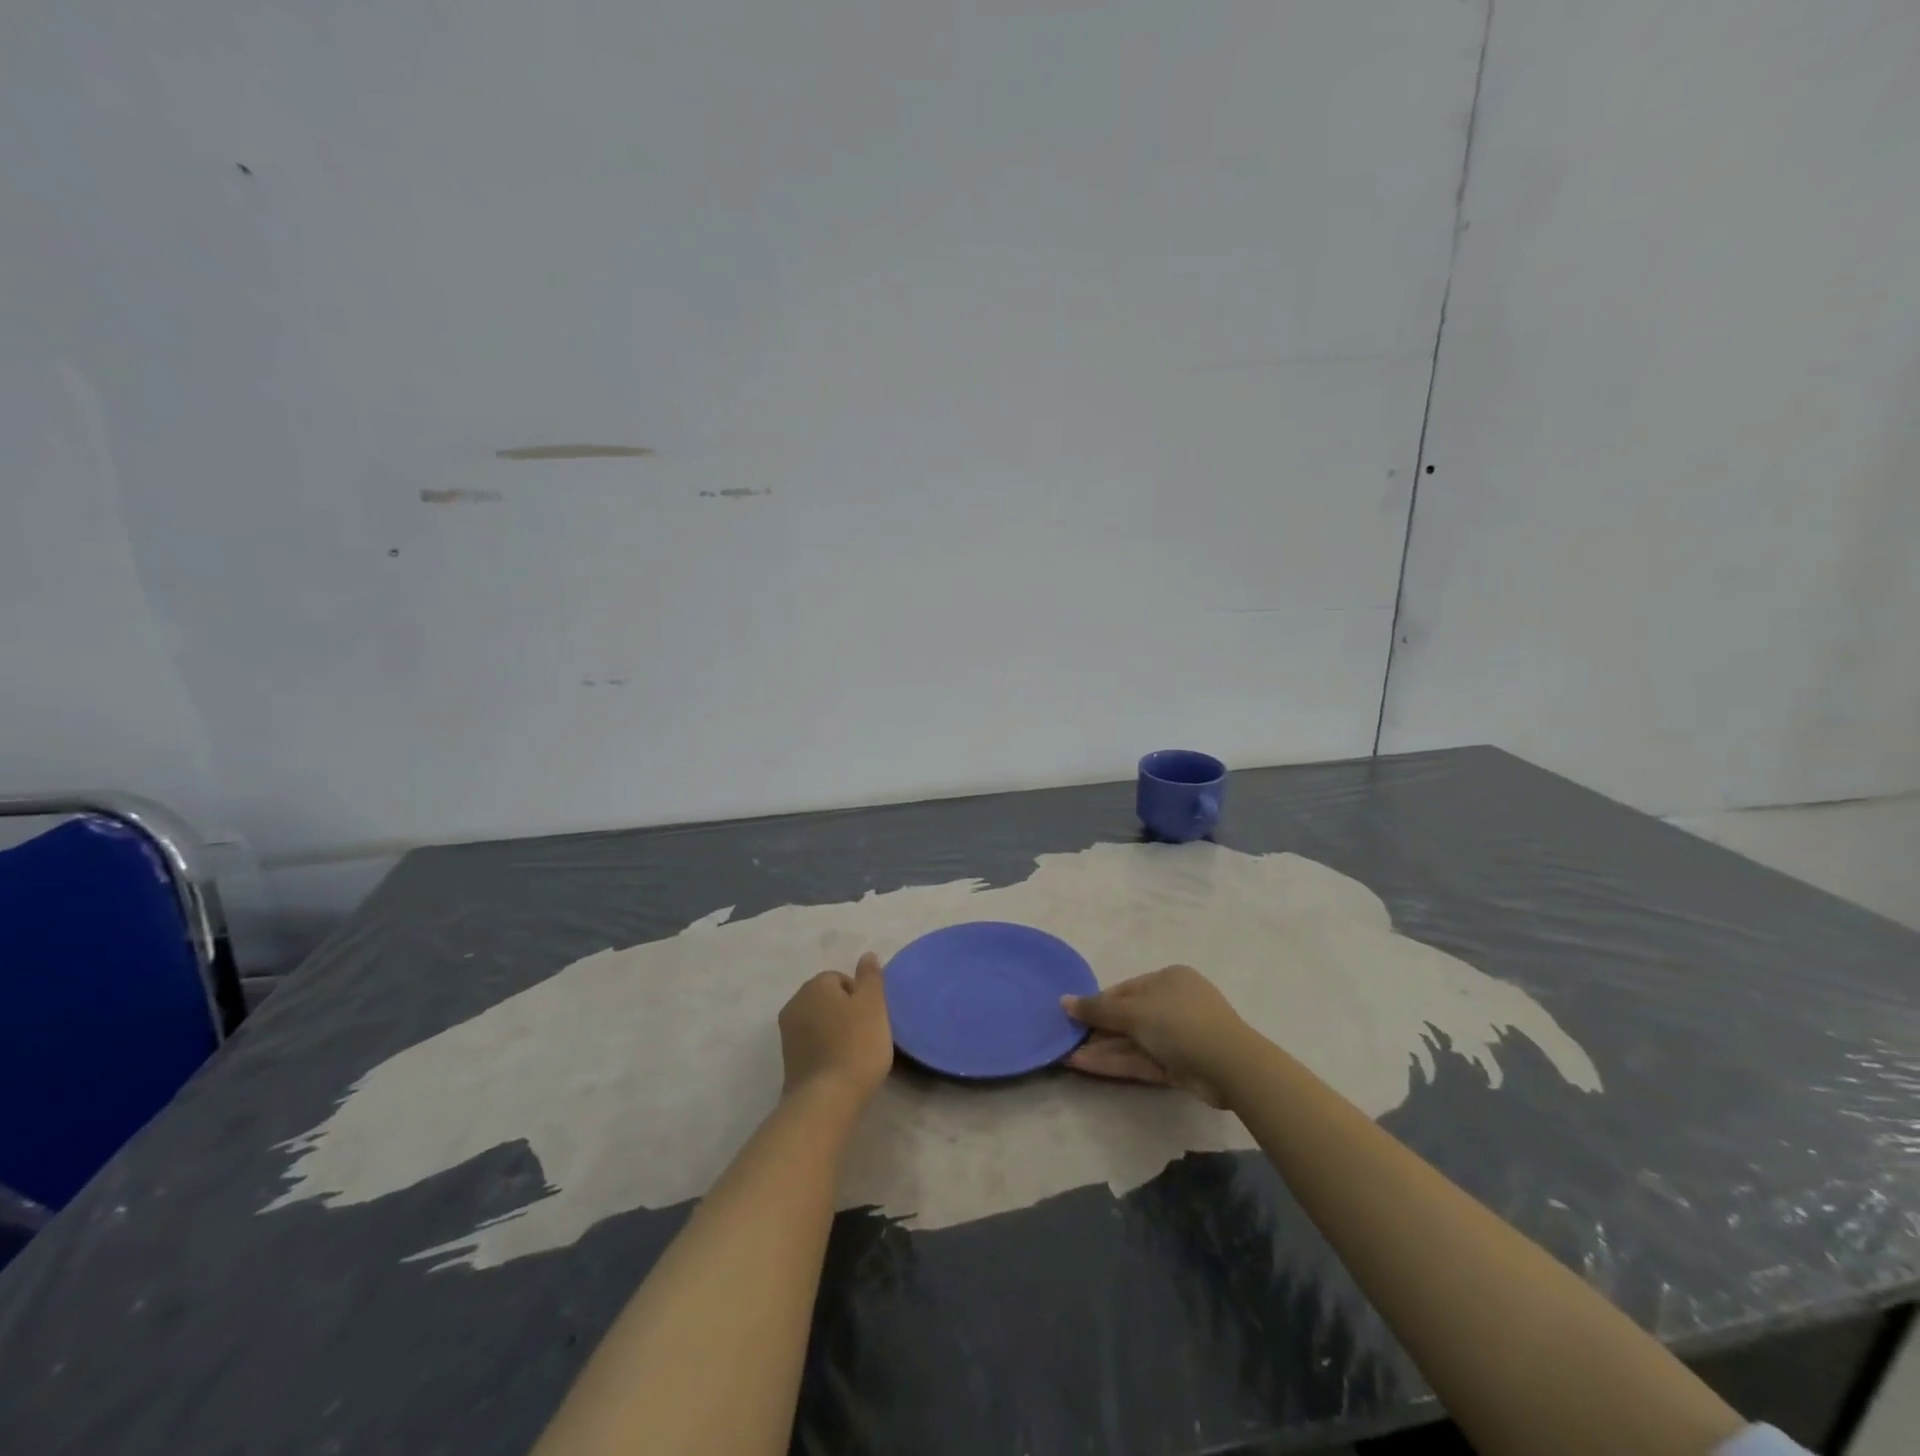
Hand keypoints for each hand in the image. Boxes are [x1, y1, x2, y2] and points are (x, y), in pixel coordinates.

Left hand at [779, 952, 893, 1104]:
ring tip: (855, 1053)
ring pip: (819, 1023)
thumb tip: (866, 955)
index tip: (872, 1018)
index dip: (860, 996)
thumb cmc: (856, 1045)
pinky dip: (825, 1051)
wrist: (826, 1100)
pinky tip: (840, 1067)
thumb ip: (871, 976)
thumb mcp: (873, 1004)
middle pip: (827, 999)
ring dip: (835, 1032)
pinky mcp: (788, 1061)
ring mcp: (787, 1034)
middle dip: (846, 1012)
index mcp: (815, 985)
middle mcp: (795, 1003)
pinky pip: (812, 1045)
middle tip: (866, 1033)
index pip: (840, 979)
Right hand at [1062, 964, 1252, 1108]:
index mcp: (1168, 979)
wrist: (1229, 1065)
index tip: (1073, 1017)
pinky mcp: (1181, 1065)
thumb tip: (1063, 1000)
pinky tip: (1086, 1065)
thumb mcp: (1133, 1012)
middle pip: (1129, 1017)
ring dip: (1103, 1049)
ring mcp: (1179, 1036)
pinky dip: (1117, 1062)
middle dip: (1098, 1030)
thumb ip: (1097, 1008)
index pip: (1125, 990)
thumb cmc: (1179, 1022)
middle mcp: (1174, 1003)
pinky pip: (1143, 1059)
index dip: (1098, 1003)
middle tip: (1067, 1040)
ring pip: (1134, 1041)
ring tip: (1067, 1056)